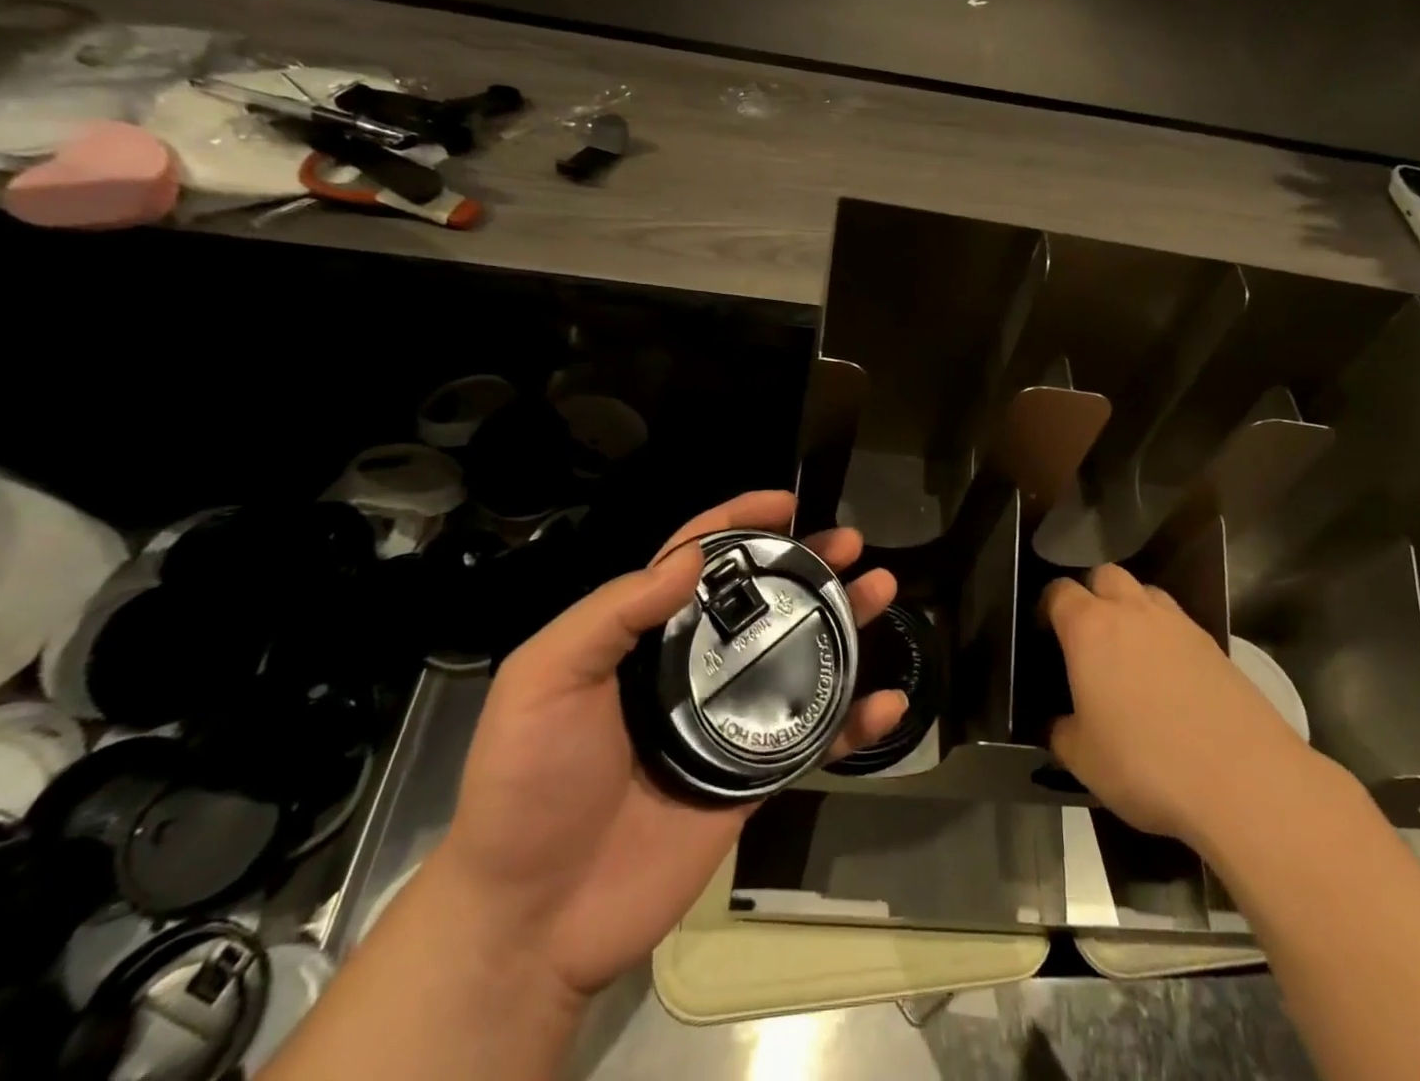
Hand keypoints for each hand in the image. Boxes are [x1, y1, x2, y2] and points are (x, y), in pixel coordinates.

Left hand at [433, 491, 904, 1000]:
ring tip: (882, 590)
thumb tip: (695, 556)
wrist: (533, 917)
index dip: (740, 521)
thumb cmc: (530, 781)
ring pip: (799, 655)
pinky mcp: (754, 774)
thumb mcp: (546, 678)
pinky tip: (889, 701)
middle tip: (851, 544)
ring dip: (844, 623)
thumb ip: (615, 611)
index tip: (785, 502)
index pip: (698, 558)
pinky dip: (855, 721)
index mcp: (645, 635)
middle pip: (763, 598)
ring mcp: (728, 719)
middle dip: (808, 563)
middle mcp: (693, 665)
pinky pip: (814, 737)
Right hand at [1041, 564, 1314, 844]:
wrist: (1245, 782)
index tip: (1045, 634)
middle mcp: (1133, 612)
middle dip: (1092, 594)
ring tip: (1130, 653)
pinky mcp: (1216, 647)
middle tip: (1087, 636)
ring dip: (1132, 610)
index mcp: (1090, 628)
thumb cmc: (1146, 764)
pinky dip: (1167, 639)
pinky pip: (1179, 625)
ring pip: (1146, 593)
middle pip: (1105, 575)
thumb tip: (1059, 724)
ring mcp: (1179, 625)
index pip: (1058, 591)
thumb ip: (1061, 732)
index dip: (1047, 607)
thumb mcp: (1082, 759)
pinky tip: (1169, 679)